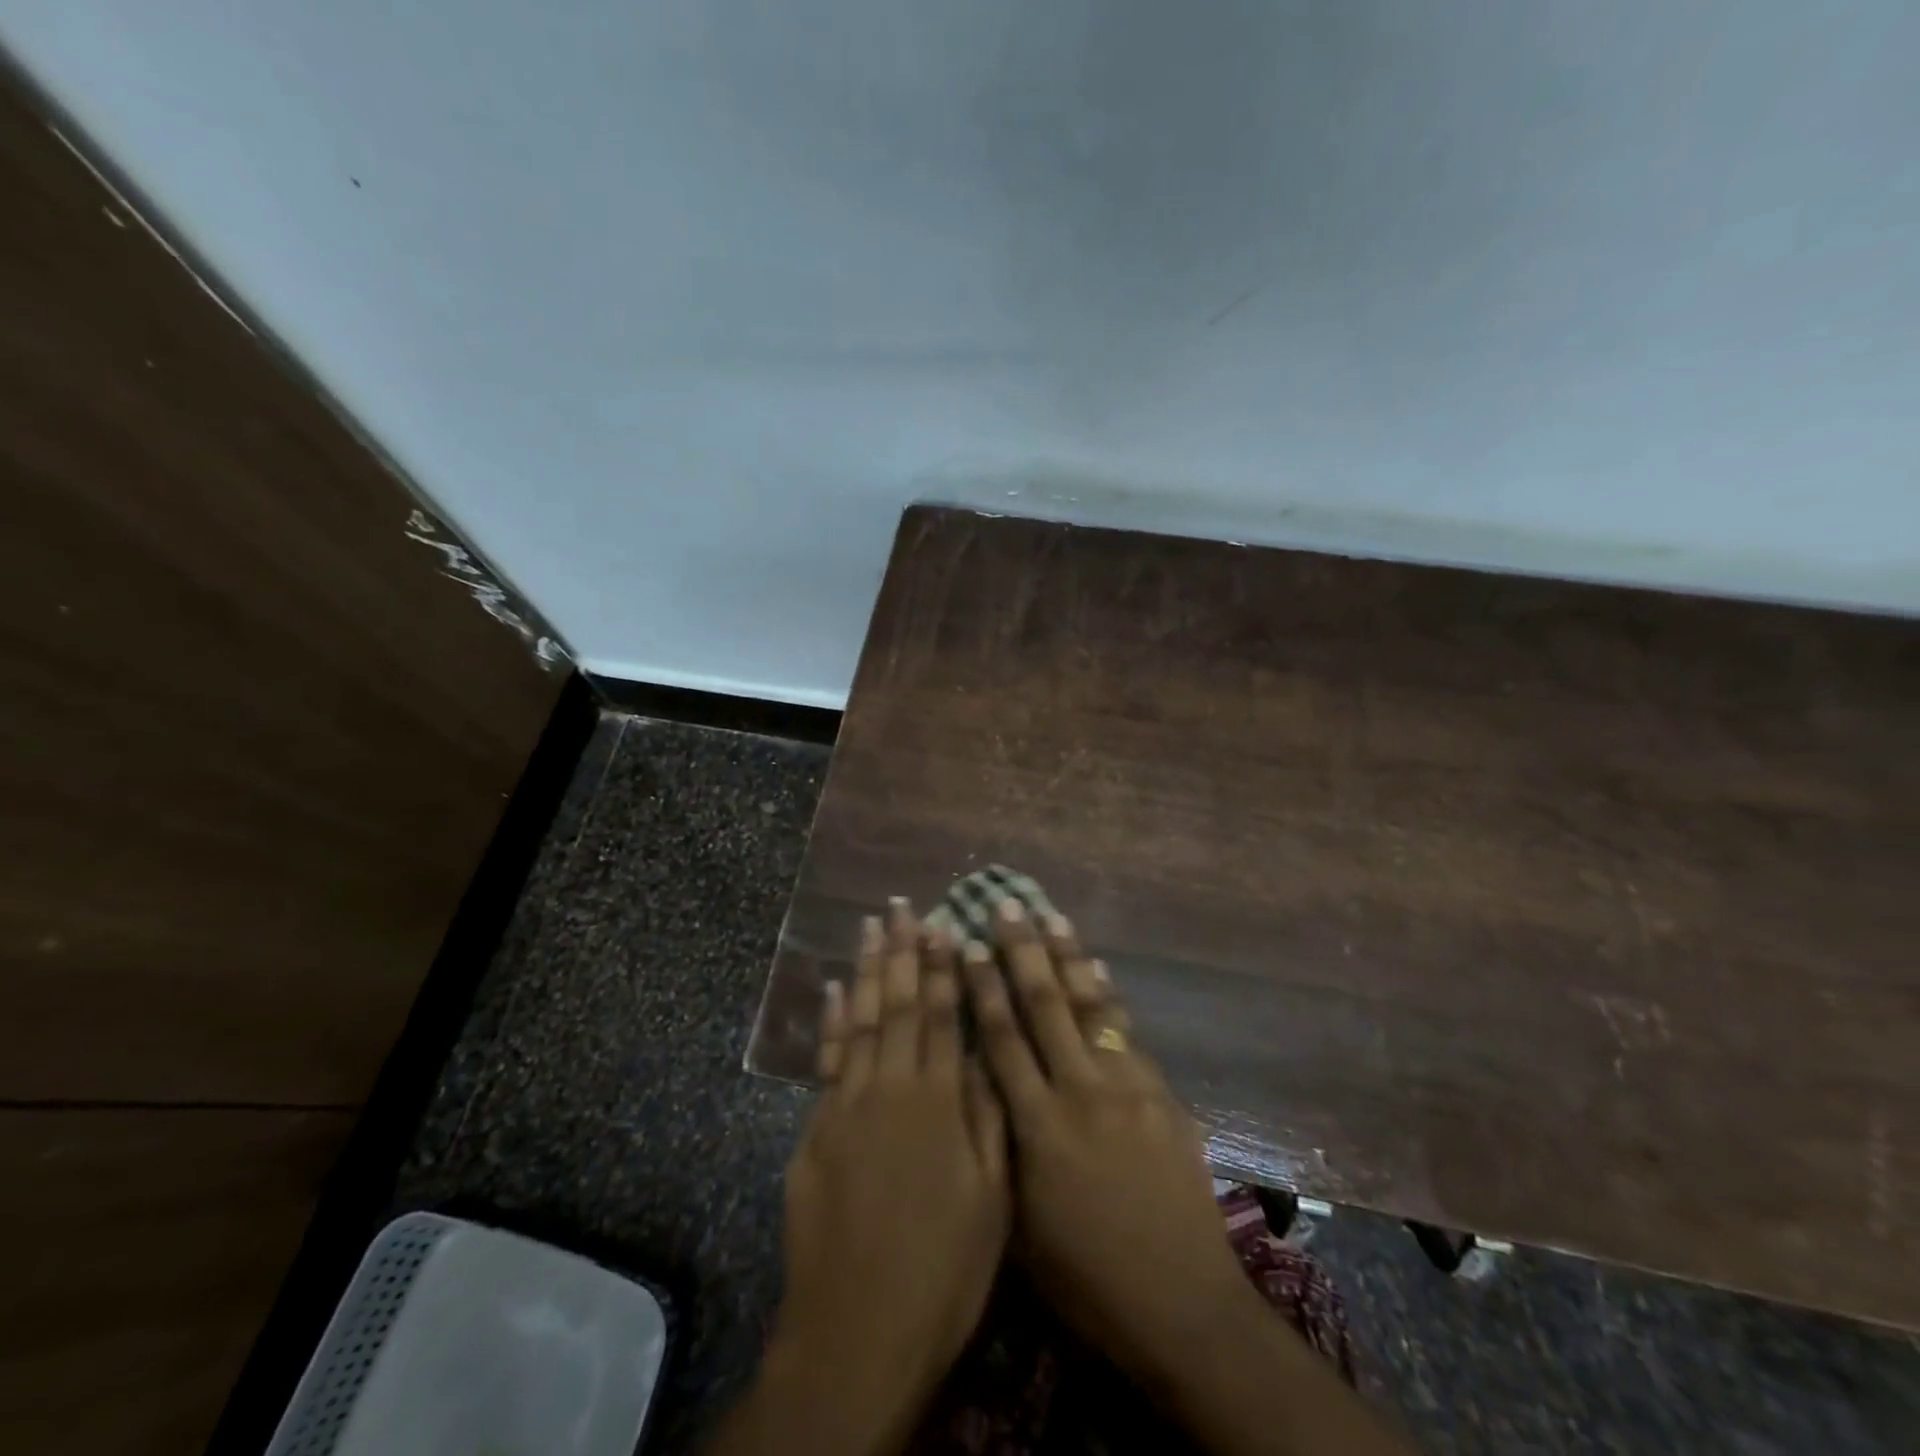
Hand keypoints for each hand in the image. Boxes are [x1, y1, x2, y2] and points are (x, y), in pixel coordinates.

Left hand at [724, 900, 1008, 1455]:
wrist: (858, 1332)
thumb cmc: (942, 1271)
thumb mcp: (990, 1200)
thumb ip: (986, 1119)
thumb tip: (982, 1056)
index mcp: (937, 1102)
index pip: (940, 1016)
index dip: (941, 967)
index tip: (942, 924)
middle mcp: (890, 1088)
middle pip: (897, 1004)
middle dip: (903, 951)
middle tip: (902, 906)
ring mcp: (847, 1105)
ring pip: (861, 1020)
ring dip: (867, 969)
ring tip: (871, 927)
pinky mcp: (817, 1130)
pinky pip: (828, 1059)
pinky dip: (832, 1021)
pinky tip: (835, 990)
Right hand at [962, 899, 1257, 1381]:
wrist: (1180, 1302)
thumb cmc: (1085, 1277)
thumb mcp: (1020, 1221)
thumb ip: (1001, 1145)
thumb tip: (984, 1084)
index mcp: (1036, 1126)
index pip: (1001, 1038)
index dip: (981, 987)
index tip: (965, 944)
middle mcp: (1079, 1092)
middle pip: (1044, 1005)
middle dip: (1021, 951)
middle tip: (1006, 906)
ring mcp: (1126, 1087)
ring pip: (1090, 1005)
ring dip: (1069, 956)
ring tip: (1052, 915)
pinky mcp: (1160, 1093)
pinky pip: (1127, 1031)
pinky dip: (1109, 995)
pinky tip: (1099, 969)